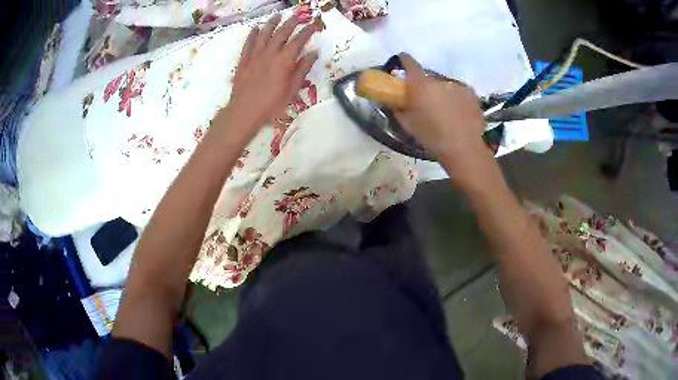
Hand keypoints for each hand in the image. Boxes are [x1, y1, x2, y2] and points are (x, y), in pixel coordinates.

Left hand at [223, 13, 318, 138]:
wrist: (245, 111)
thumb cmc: (272, 104)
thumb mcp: (292, 89)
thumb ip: (303, 69)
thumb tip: (313, 53)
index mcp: (285, 60)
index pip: (299, 40)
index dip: (308, 30)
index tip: (314, 24)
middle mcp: (271, 53)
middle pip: (282, 32)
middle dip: (292, 22)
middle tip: (298, 15)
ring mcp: (255, 55)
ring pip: (265, 33)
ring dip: (272, 23)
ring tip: (278, 15)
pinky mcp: (244, 60)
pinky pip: (249, 43)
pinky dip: (253, 34)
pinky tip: (256, 28)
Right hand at [395, 54, 487, 168]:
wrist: (463, 148)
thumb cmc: (432, 137)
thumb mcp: (408, 125)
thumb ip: (399, 109)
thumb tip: (395, 101)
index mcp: (421, 85)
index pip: (409, 62)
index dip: (404, 60)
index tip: (402, 61)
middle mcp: (439, 80)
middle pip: (429, 78)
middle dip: (426, 86)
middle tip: (426, 102)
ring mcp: (457, 86)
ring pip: (445, 86)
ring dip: (442, 93)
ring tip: (445, 111)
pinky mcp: (471, 94)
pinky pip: (459, 93)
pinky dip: (456, 99)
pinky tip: (458, 114)